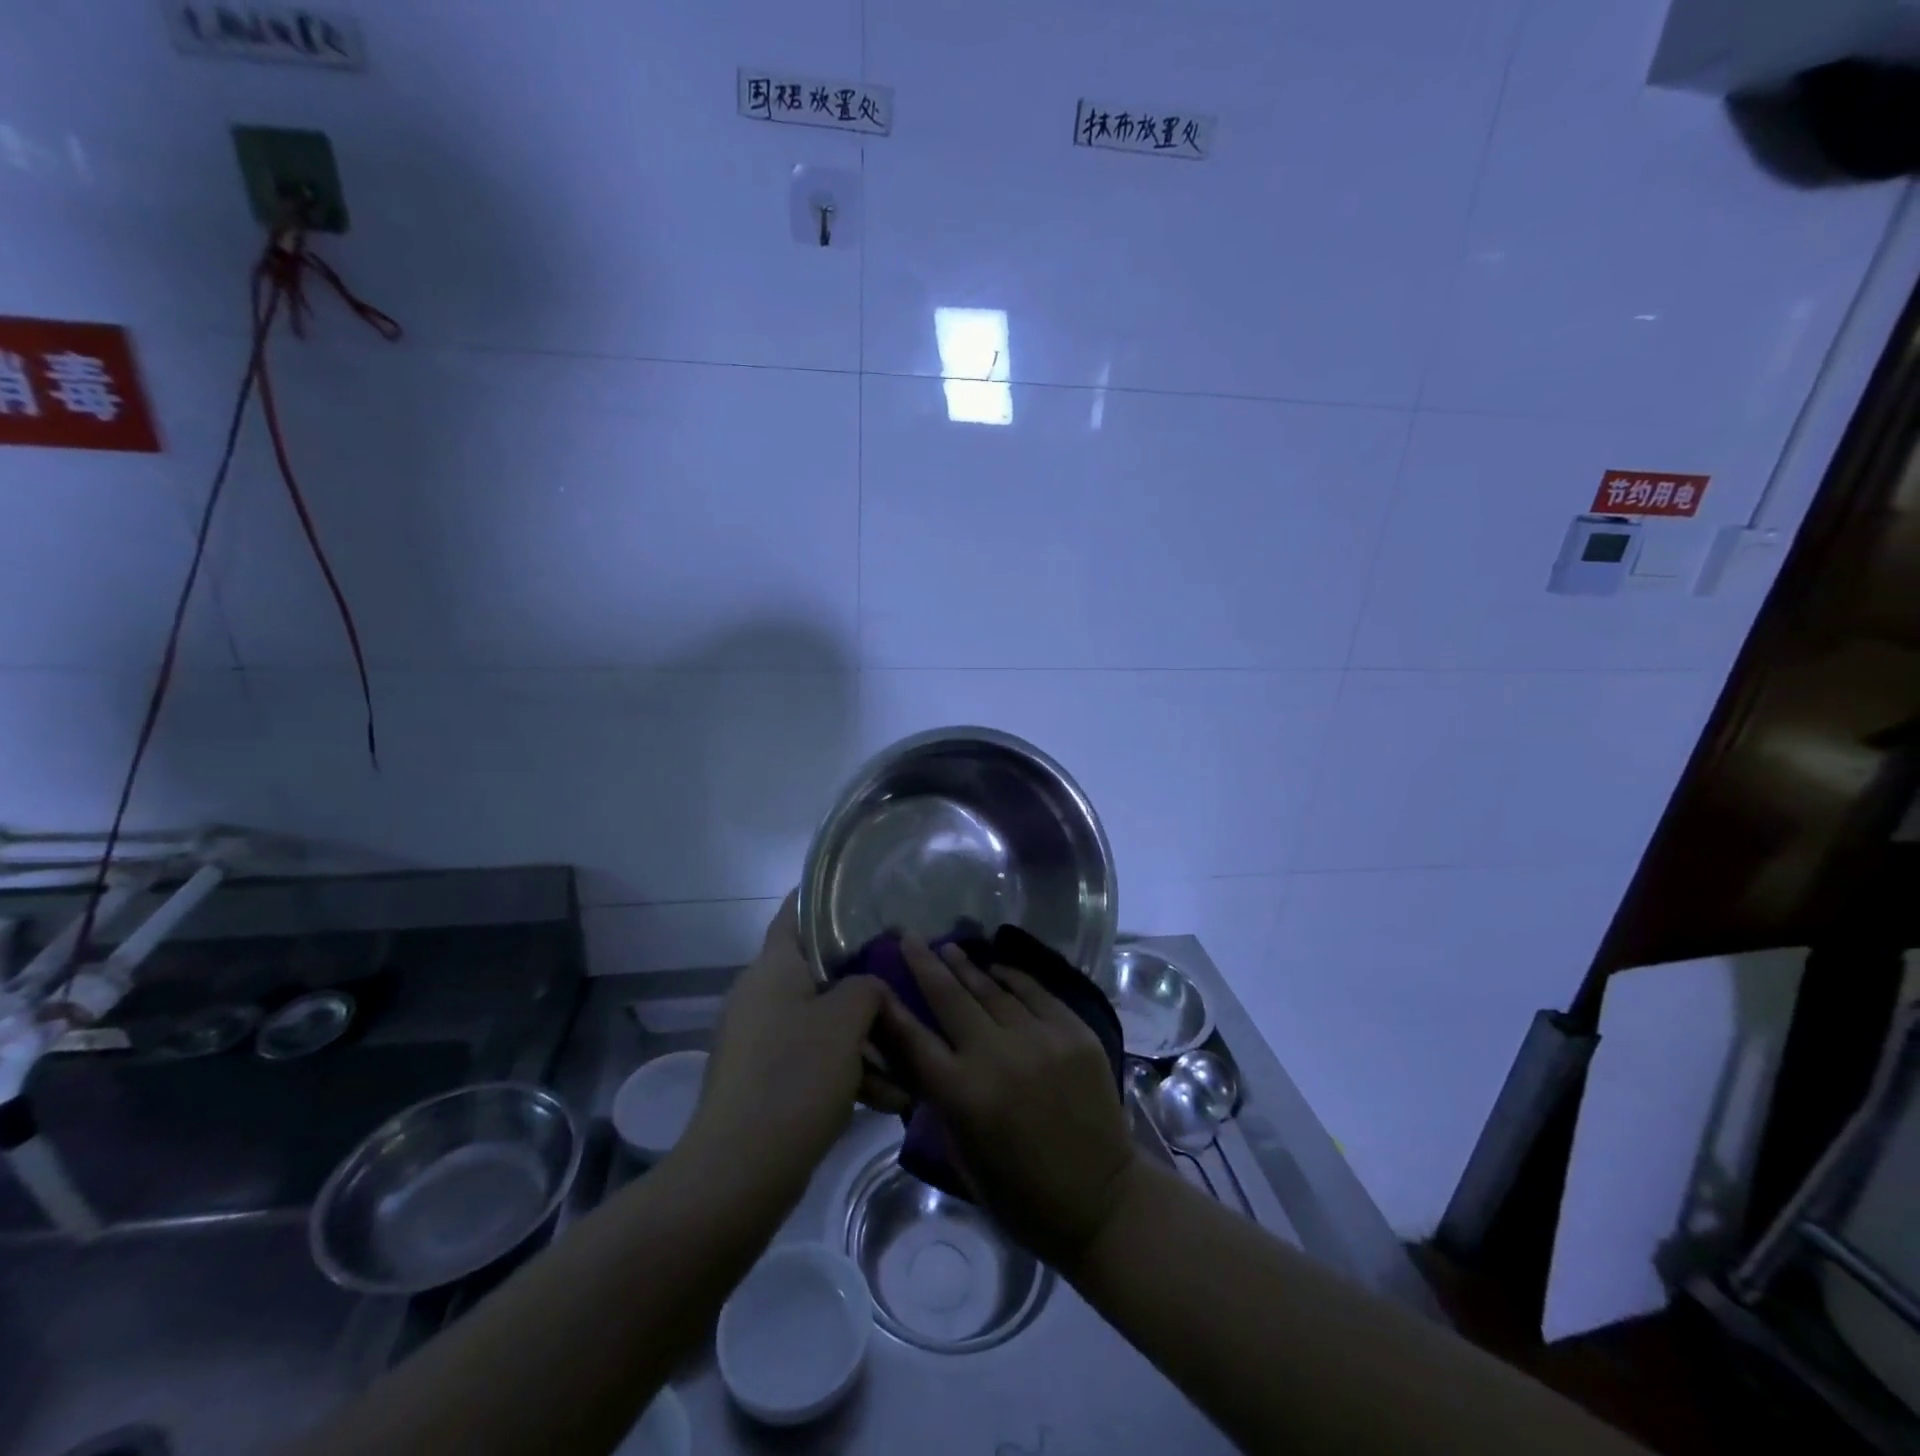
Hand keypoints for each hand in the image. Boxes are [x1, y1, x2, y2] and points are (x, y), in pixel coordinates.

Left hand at [686, 893, 884, 1201]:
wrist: (739, 1172)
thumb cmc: (795, 1076)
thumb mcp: (846, 1021)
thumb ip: (867, 987)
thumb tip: (870, 986)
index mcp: (774, 967)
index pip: (797, 911)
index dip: (828, 897)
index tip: (867, 894)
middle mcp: (762, 994)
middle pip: (820, 971)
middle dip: (865, 981)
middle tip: (905, 981)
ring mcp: (760, 1038)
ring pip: (822, 1020)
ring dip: (864, 1037)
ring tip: (910, 1060)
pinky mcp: (764, 1078)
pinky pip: (813, 1058)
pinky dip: (847, 1071)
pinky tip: (889, 1098)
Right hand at [881, 937, 1138, 1267]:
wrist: (1101, 1199)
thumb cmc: (1022, 1194)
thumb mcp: (963, 1155)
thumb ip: (941, 1100)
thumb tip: (923, 1056)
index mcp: (963, 1095)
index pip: (914, 1039)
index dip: (891, 1008)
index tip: (876, 979)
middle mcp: (996, 1056)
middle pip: (950, 998)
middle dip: (925, 964)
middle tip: (909, 938)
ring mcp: (1039, 1038)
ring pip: (992, 989)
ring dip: (966, 966)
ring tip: (948, 947)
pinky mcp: (1073, 1031)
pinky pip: (1035, 992)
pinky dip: (1011, 977)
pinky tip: (995, 967)